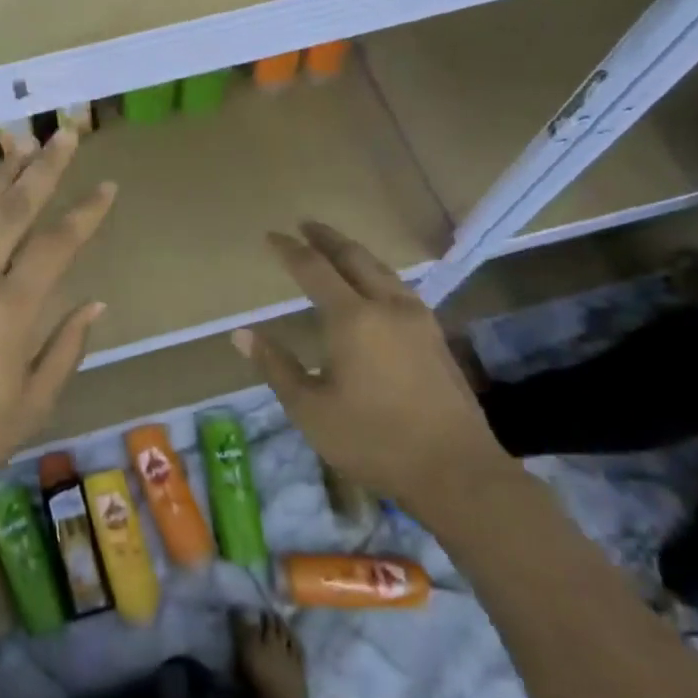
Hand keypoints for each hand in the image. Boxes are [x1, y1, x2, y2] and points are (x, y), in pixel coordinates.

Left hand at [0, 130, 116, 497]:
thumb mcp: (32, 404)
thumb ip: (65, 349)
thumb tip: (95, 304)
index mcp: (13, 309)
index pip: (58, 246)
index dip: (86, 214)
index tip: (107, 186)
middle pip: (15, 211)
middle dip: (43, 169)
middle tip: (64, 134)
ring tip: (18, 143)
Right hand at [231, 221, 510, 512]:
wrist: (456, 471)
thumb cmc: (373, 440)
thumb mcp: (310, 409)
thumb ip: (275, 366)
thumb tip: (241, 333)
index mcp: (352, 318)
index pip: (314, 269)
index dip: (290, 250)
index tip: (271, 236)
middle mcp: (387, 306)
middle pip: (354, 257)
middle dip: (326, 238)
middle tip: (306, 225)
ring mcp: (418, 319)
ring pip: (382, 270)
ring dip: (355, 253)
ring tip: (337, 249)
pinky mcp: (436, 336)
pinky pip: (399, 288)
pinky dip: (377, 274)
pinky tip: (375, 287)